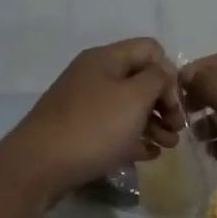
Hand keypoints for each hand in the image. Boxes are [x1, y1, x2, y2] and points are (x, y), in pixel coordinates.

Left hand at [3, 38, 181, 200]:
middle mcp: (94, 77)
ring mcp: (85, 106)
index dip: (169, 73)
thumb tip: (164, 72)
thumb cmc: (93, 127)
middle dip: (164, 103)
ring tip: (169, 147)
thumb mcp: (134, 97)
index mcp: (105, 59)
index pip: (150, 50)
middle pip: (140, 80)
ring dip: (153, 123)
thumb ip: (157, 79)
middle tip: (177, 129)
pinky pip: (114, 130)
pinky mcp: (79, 133)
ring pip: (129, 108)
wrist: (39, 167)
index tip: (175, 104)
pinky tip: (149, 155)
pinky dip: (134, 139)